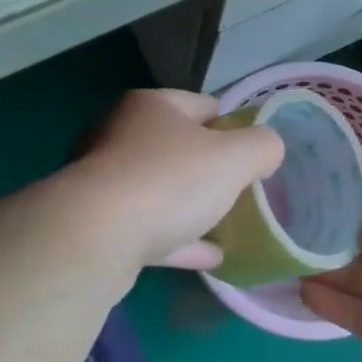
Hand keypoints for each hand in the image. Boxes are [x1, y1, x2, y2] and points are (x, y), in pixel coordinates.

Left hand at [66, 89, 285, 272]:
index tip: (251, 154)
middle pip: (178, 146)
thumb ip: (261, 146)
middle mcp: (121, 134)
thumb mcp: (234, 158)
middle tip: (240, 188)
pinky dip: (177, 238)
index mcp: (151, 106)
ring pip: (160, 189)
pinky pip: (148, 227)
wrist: (93, 238)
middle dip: (209, 167)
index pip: (203, 105)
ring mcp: (104, 180)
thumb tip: (268, 147)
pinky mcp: (96, 223)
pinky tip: (209, 257)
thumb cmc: (170, 181)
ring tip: (227, 223)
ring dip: (191, 205)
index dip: (232, 126)